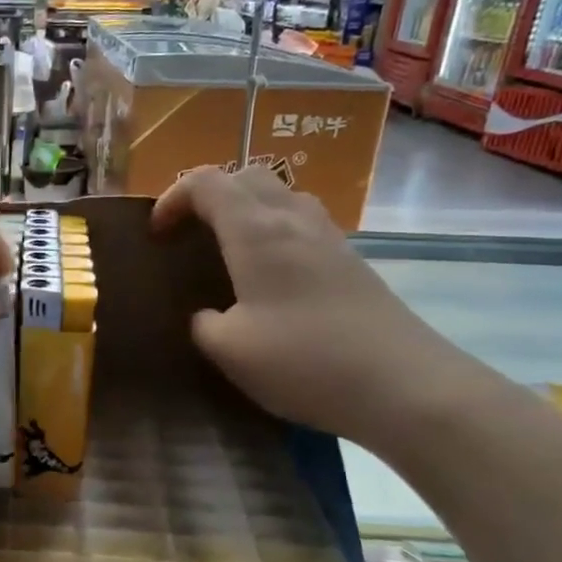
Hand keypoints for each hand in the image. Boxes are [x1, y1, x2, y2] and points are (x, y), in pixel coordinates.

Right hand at [152, 167, 471, 445]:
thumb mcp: (229, 350)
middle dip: (209, 195)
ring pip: (280, 196)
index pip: (206, 182)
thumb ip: (203, 324)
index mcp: (255, 231)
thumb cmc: (305, 360)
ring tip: (227, 250)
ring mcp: (328, 237)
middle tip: (190, 234)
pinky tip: (270, 277)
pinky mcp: (351, 261)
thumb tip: (208, 315)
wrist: (404, 385)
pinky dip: (274, 231)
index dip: (173, 198)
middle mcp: (292, 219)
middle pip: (246, 176)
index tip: (157, 234)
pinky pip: (302, 223)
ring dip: (246, 209)